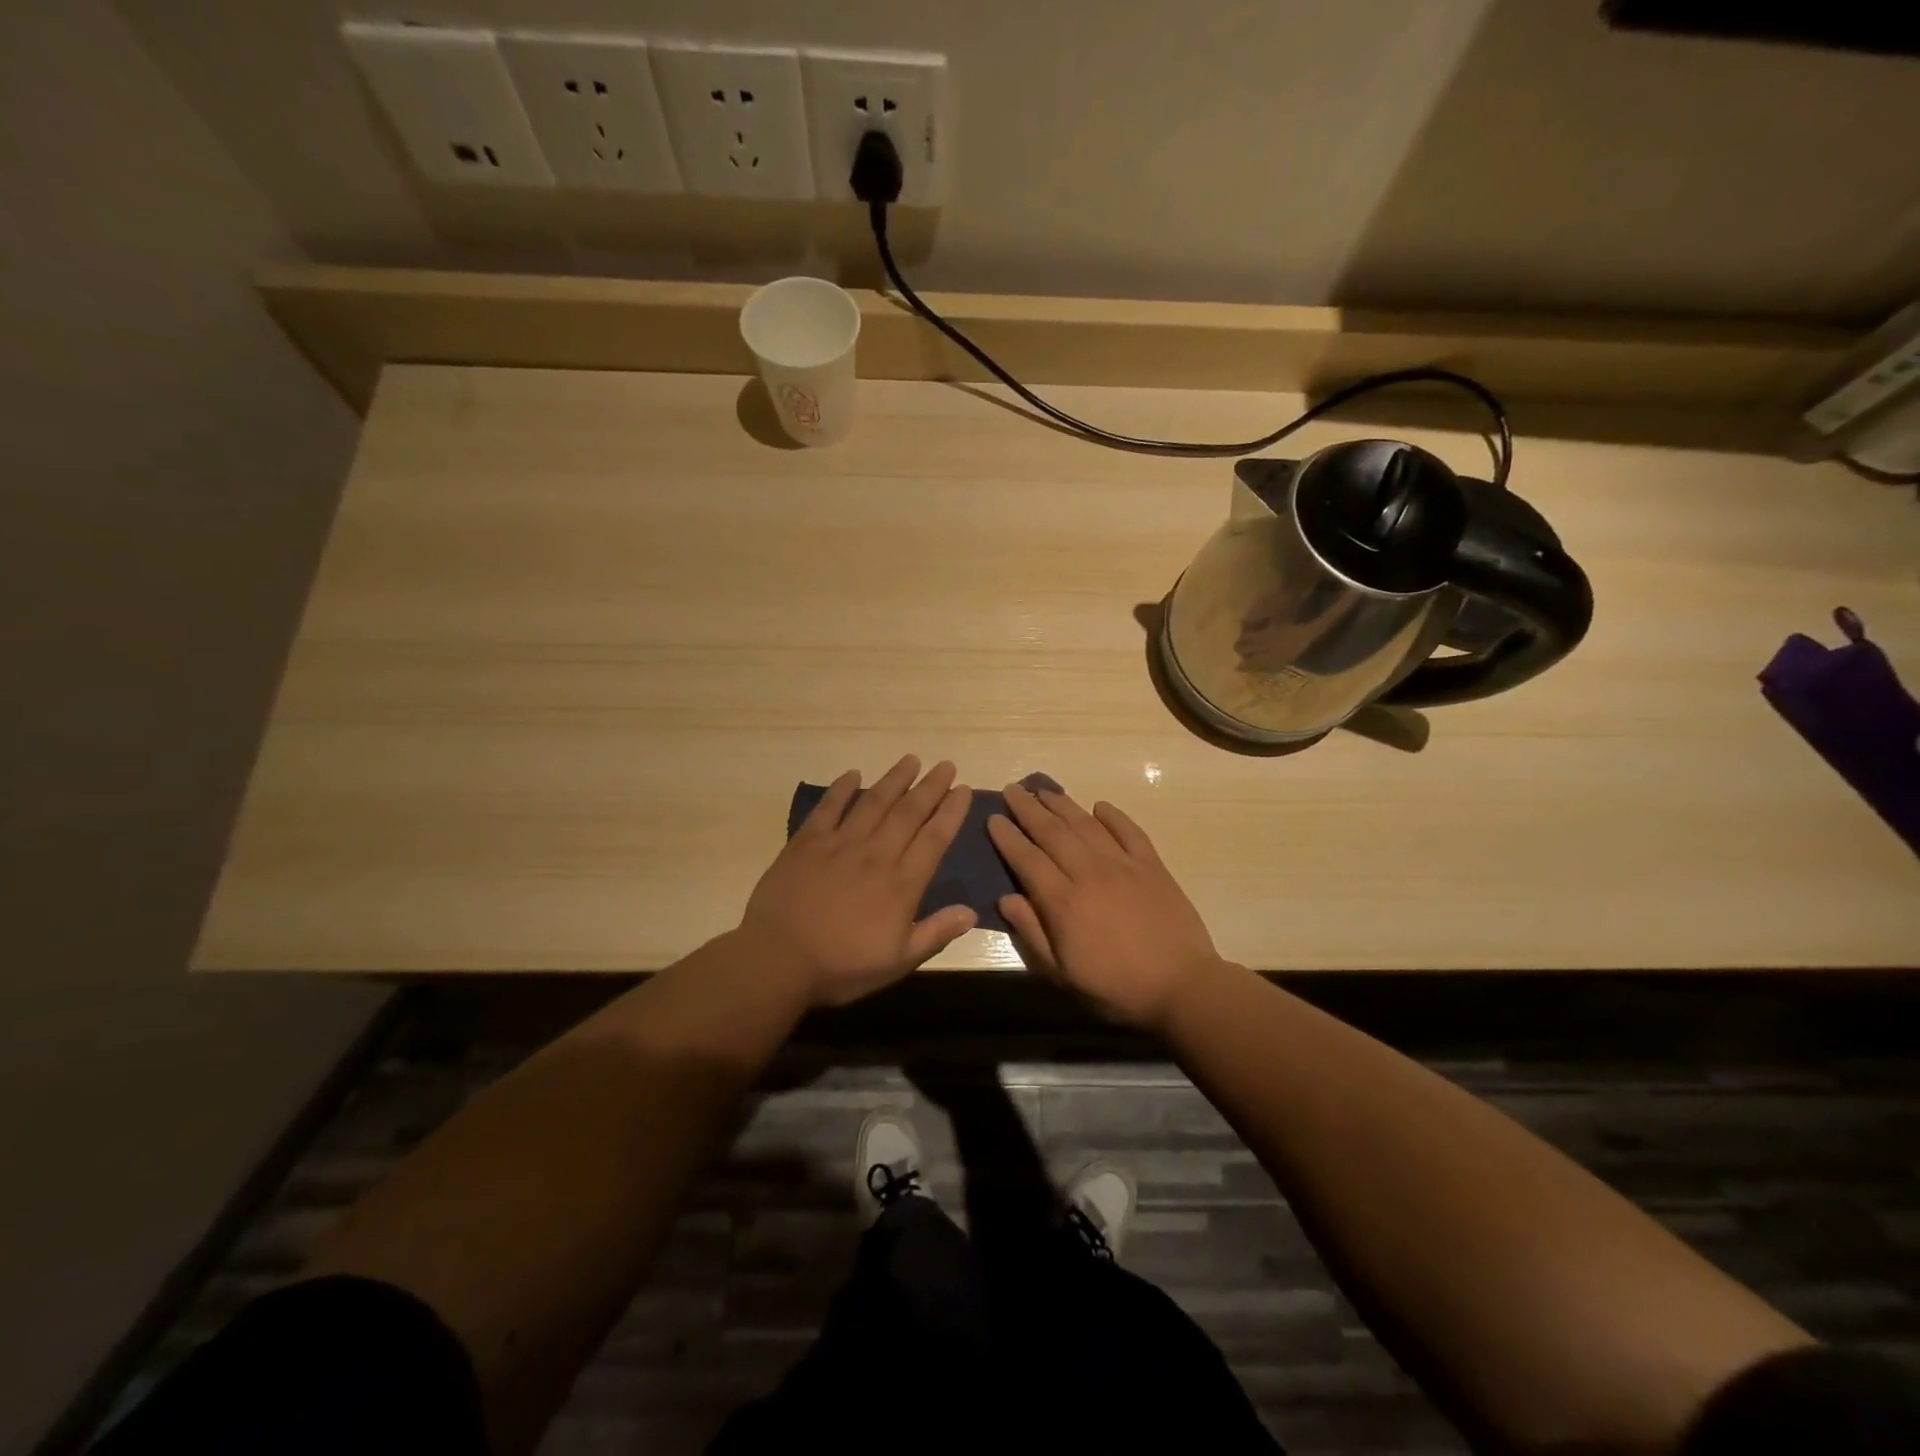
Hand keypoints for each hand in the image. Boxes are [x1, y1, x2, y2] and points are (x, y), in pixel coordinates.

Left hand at [741, 756, 975, 1006]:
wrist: (779, 960)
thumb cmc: (842, 966)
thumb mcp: (898, 961)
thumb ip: (935, 933)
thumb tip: (971, 911)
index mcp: (901, 883)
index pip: (934, 839)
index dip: (951, 812)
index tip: (963, 790)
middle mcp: (876, 854)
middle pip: (909, 812)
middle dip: (930, 787)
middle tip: (946, 764)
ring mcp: (840, 844)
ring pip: (874, 803)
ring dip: (895, 779)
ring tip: (911, 760)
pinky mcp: (807, 842)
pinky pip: (829, 808)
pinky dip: (842, 789)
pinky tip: (853, 774)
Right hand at [988, 783, 1222, 1029]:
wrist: (1182, 986)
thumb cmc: (1115, 987)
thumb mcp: (1062, 974)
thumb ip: (1032, 933)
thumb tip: (1006, 898)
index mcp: (1063, 901)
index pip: (1027, 859)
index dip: (1008, 837)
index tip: (993, 817)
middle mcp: (1089, 873)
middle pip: (1052, 833)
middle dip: (1028, 809)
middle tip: (1012, 790)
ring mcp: (1123, 865)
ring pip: (1086, 825)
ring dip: (1062, 805)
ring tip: (1044, 790)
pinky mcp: (1152, 866)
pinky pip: (1129, 831)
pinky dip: (1113, 815)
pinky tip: (1100, 806)